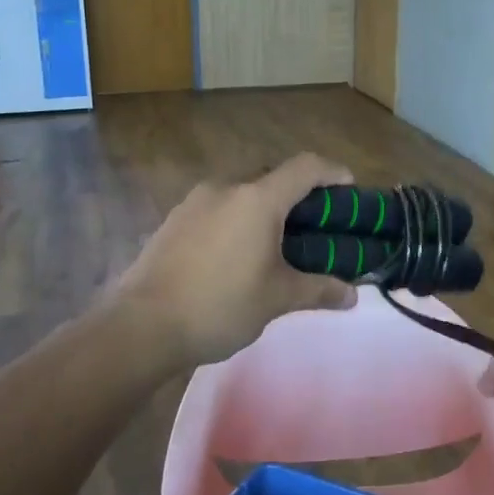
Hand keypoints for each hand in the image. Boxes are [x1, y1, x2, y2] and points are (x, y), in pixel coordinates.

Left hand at [116, 153, 358, 368]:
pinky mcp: (172, 221)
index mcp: (258, 199)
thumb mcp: (278, 299)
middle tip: (313, 224)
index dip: (332, 171)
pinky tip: (235, 255)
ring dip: (263, 207)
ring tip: (274, 243)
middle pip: (271, 176)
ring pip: (241, 192)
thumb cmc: (220, 305)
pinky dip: (236, 220)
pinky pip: (216, 209)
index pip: (305, 167)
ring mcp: (194, 202)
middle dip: (297, 193)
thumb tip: (352, 296)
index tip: (348, 188)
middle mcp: (226, 188)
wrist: (141, 326)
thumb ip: (319, 290)